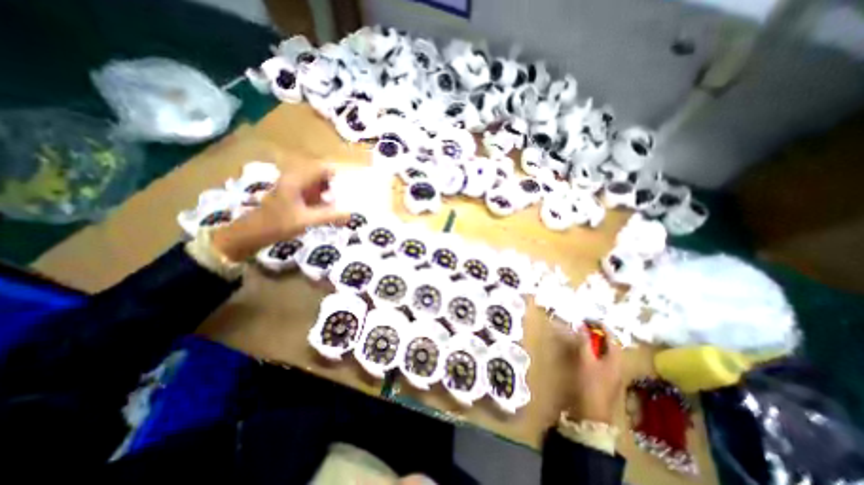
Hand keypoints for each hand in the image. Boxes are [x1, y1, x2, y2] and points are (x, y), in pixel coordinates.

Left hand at [211, 166, 347, 261]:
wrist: (252, 233)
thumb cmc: (277, 224)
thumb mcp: (306, 221)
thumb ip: (330, 216)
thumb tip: (350, 214)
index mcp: (297, 179)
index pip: (323, 168)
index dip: (337, 177)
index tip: (346, 191)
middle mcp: (295, 178)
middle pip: (322, 176)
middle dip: (335, 188)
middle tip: (342, 202)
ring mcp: (294, 186)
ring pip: (318, 185)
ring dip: (329, 194)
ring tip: (335, 209)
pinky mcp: (293, 195)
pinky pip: (313, 192)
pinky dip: (322, 200)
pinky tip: (326, 212)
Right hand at [558, 327, 624, 424]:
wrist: (593, 411)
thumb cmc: (590, 383)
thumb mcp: (586, 360)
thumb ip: (585, 342)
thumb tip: (582, 325)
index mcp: (616, 359)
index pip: (611, 338)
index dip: (601, 327)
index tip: (590, 319)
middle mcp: (618, 364)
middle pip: (610, 345)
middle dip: (599, 334)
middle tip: (586, 326)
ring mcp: (614, 372)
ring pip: (606, 352)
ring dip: (597, 342)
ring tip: (585, 335)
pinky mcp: (607, 378)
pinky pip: (603, 359)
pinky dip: (596, 351)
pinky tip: (587, 352)